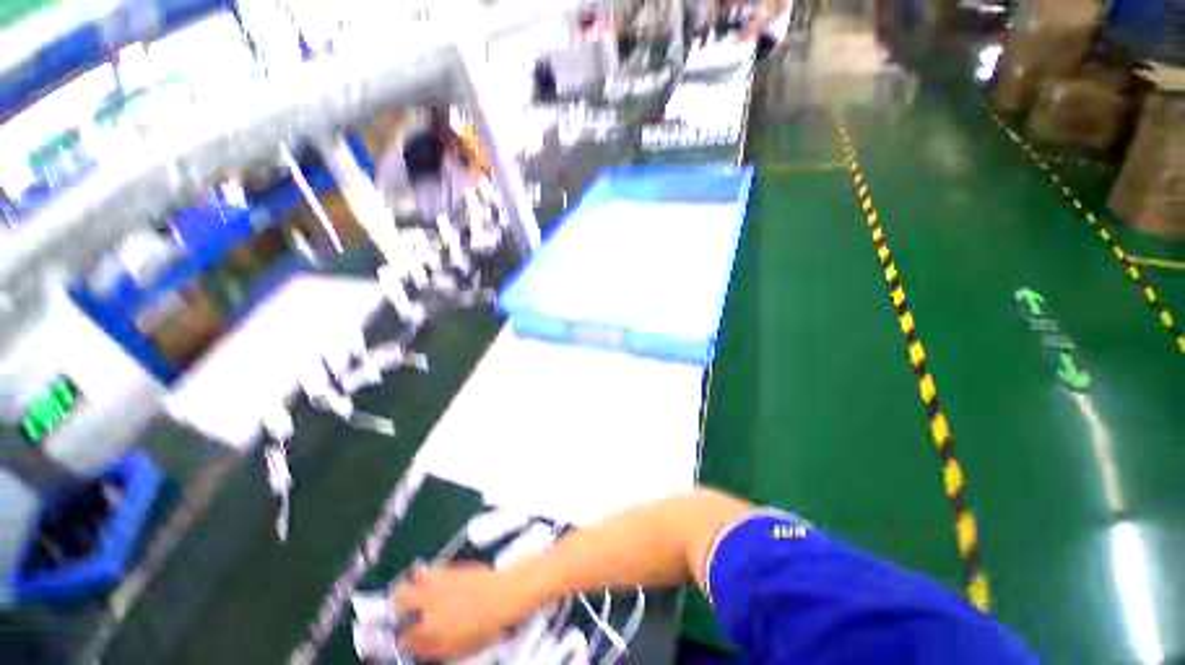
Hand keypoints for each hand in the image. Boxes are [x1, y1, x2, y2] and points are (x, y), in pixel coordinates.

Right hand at [394, 563, 523, 659]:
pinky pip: (432, 566)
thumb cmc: (483, 628)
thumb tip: (418, 650)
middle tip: (401, 608)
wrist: (503, 596)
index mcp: (429, 628)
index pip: (402, 635)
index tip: (403, 638)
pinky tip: (432, 577)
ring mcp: (440, 582)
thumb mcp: (456, 649)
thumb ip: (432, 651)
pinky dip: (428, 572)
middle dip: (397, 604)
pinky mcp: (451, 567)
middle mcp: (429, 602)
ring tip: (412, 588)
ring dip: (410, 583)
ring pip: (413, 577)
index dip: (400, 638)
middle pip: (400, 598)